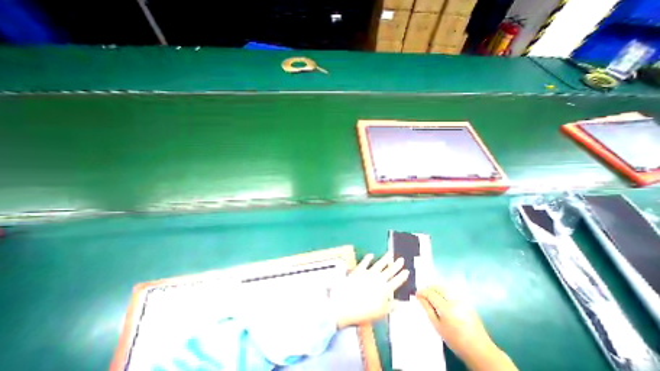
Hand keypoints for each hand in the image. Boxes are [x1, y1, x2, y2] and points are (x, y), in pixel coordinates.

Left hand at [332, 253, 410, 328]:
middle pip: (390, 270)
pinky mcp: (359, 269)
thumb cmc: (364, 311)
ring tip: (390, 254)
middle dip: (396, 265)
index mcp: (385, 290)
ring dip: (385, 258)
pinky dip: (368, 257)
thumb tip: (398, 303)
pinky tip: (371, 254)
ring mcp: (368, 273)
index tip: (407, 271)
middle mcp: (378, 279)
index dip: (402, 276)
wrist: (346, 303)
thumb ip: (390, 307)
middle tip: (401, 259)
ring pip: (379, 264)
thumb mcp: (380, 313)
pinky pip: (365, 262)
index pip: (397, 281)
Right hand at [414, 288, 518, 370]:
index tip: (416, 294)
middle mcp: (454, 300)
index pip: (430, 293)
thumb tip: (418, 296)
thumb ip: (427, 309)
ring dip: (436, 289)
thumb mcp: (438, 326)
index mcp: (446, 308)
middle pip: (438, 287)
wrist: (480, 351)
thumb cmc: (456, 341)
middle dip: (429, 288)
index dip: (422, 292)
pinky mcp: (467, 302)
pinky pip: (451, 292)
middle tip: (423, 295)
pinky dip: (444, 293)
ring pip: (445, 288)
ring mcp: (462, 300)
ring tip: (431, 297)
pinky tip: (442, 300)